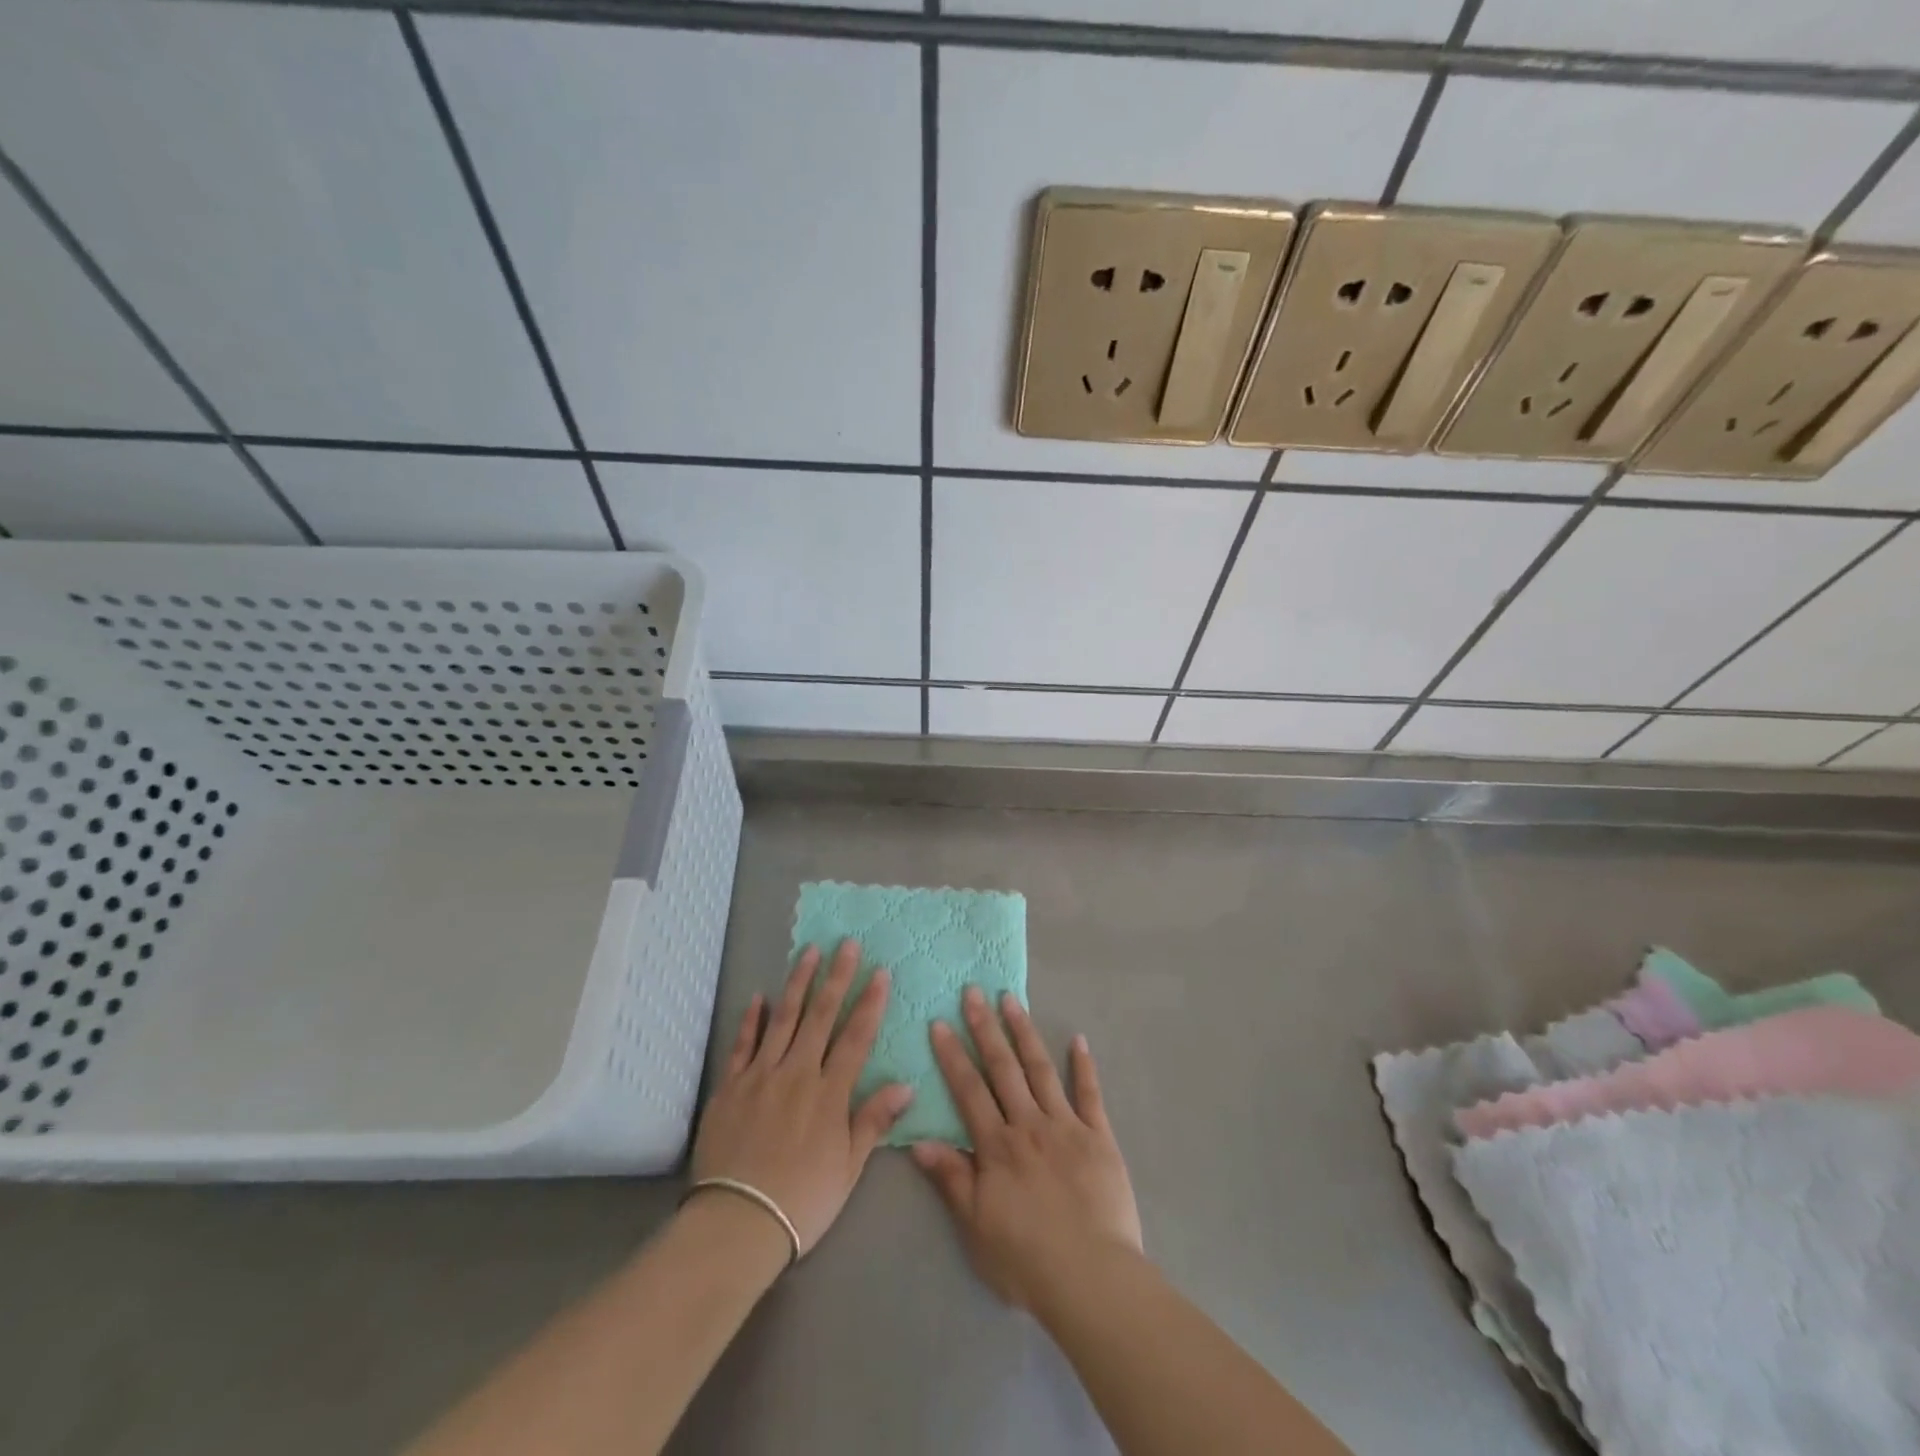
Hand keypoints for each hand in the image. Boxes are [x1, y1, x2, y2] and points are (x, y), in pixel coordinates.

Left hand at [690, 941, 912, 1256]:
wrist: (736, 1224)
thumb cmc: (802, 1201)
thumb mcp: (848, 1167)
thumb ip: (873, 1121)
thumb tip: (907, 1085)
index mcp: (829, 1093)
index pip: (856, 1037)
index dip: (870, 1003)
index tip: (880, 972)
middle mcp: (797, 1073)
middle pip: (821, 1016)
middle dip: (836, 977)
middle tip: (846, 944)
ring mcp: (761, 1075)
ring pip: (783, 1019)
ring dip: (798, 983)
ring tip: (809, 952)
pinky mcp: (731, 1086)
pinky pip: (743, 1044)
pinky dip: (752, 1019)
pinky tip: (759, 996)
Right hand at [912, 987, 1142, 1310]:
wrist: (1092, 1278)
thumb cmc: (1027, 1260)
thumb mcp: (975, 1227)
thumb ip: (951, 1179)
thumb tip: (918, 1140)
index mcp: (998, 1146)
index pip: (969, 1090)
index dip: (952, 1055)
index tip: (939, 1022)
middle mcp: (1029, 1125)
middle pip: (1003, 1068)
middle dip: (986, 1028)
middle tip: (974, 992)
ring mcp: (1067, 1126)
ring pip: (1041, 1070)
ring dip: (1025, 1033)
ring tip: (1012, 1001)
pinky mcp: (1100, 1137)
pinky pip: (1090, 1094)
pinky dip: (1084, 1066)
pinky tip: (1078, 1040)